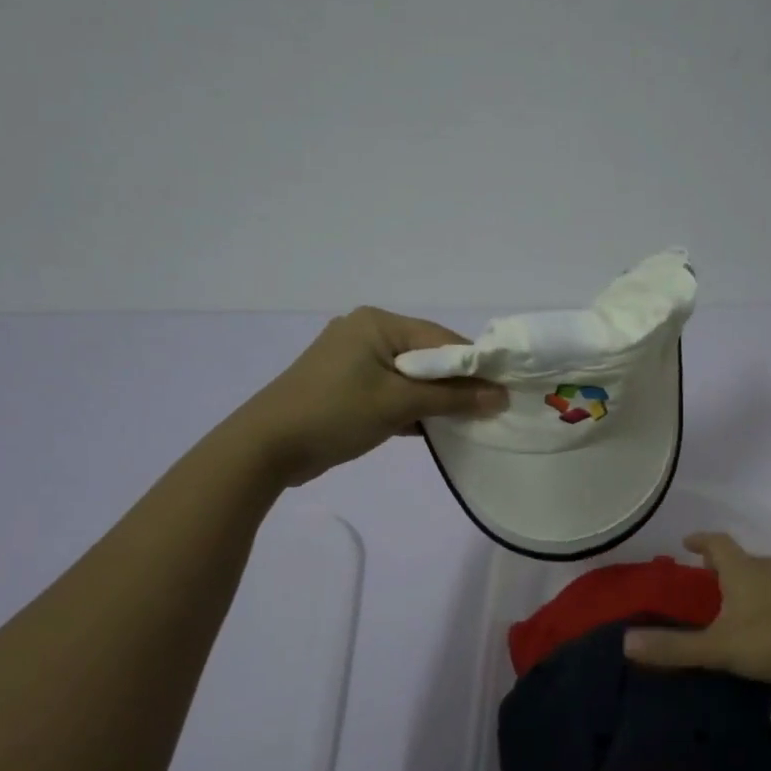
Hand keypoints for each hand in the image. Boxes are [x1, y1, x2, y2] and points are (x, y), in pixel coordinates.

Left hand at [248, 307, 505, 486]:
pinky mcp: (347, 385)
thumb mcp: (398, 404)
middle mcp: (367, 332)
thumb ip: (452, 399)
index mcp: (378, 323)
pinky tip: (435, 428)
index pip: (441, 339)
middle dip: (456, 384)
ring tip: (468, 420)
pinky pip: (392, 390)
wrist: (266, 447)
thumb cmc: (335, 413)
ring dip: (435, 398)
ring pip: (410, 376)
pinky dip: (412, 406)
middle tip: (489, 409)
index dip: (475, 365)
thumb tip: (500, 397)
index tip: (504, 390)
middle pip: (427, 356)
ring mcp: (354, 359)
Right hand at [623, 533, 770, 689]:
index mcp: (742, 570)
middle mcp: (767, 569)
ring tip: (729, 600)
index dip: (700, 540)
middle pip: (739, 557)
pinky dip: (763, 598)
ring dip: (743, 581)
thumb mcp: (719, 647)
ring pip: (760, 575)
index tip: (686, 542)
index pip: (717, 543)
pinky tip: (763, 623)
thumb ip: (674, 647)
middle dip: (719, 563)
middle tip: (702, 575)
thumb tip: (626, 643)